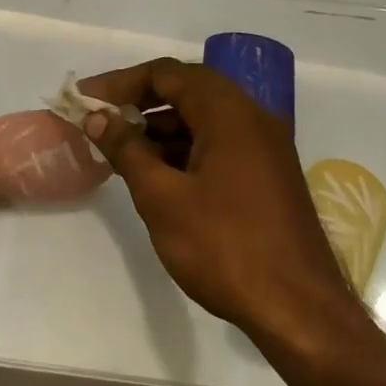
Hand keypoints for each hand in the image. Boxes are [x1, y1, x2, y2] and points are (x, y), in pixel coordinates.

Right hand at [79, 58, 357, 344]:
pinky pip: (219, 143)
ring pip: (204, 118)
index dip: (121, 82)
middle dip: (140, 101)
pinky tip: (157, 173)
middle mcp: (253, 118)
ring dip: (161, 127)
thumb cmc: (224, 247)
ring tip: (121, 150)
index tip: (85, 99)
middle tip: (100, 120)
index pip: (168, 74)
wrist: (299, 310)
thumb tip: (97, 118)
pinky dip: (185, 148)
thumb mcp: (162, 197)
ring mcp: (265, 147)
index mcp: (230, 113)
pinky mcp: (268, 174)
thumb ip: (127, 150)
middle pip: (188, 90)